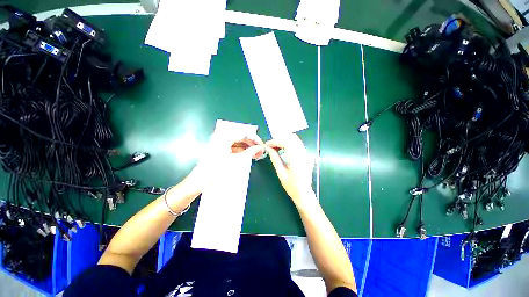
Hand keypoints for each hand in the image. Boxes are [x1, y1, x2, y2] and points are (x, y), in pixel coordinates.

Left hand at [178, 133, 264, 198]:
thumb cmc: (216, 171)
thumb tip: (260, 148)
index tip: (262, 145)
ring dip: (247, 148)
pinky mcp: (219, 152)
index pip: (244, 134)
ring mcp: (219, 145)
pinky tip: (247, 156)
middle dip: (251, 144)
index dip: (254, 139)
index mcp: (224, 138)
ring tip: (256, 154)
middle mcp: (221, 139)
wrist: (198, 183)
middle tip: (260, 151)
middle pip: (240, 138)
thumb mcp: (236, 161)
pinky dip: (241, 152)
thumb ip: (250, 152)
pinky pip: (233, 149)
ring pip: (237, 143)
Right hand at [265, 134, 314, 203]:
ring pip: (295, 139)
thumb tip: (268, 148)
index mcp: (297, 160)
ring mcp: (307, 154)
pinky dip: (288, 142)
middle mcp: (303, 155)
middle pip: (292, 138)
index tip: (267, 145)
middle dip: (279, 139)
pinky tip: (282, 148)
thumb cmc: (292, 186)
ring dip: (284, 140)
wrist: (304, 193)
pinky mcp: (307, 155)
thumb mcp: (281, 173)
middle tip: (270, 145)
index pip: (287, 143)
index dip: (275, 141)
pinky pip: (297, 143)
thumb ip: (275, 159)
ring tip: (275, 146)